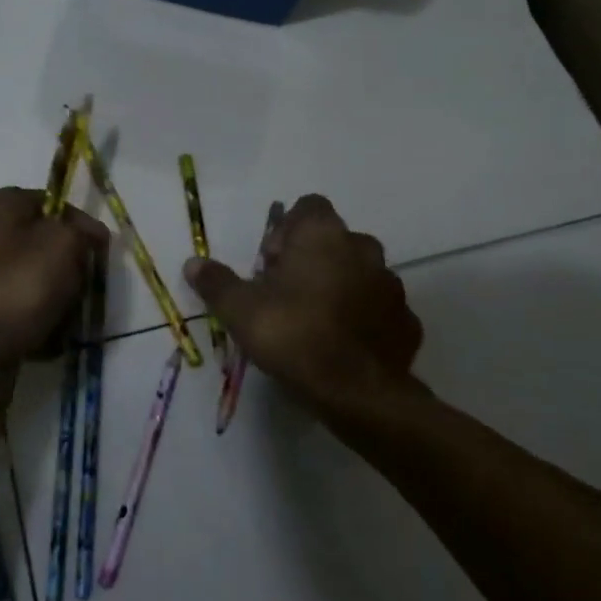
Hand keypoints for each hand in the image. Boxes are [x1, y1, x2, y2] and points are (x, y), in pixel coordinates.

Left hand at [0, 188, 107, 411]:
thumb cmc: (16, 285)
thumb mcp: (63, 243)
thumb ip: (83, 232)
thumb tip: (89, 237)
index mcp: (3, 203)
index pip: (59, 206)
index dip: (84, 229)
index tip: (100, 256)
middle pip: (53, 246)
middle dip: (72, 272)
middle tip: (75, 292)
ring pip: (45, 282)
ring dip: (61, 303)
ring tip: (60, 321)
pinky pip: (29, 312)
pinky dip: (42, 325)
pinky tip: (46, 340)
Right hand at [183, 194, 421, 411]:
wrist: (359, 393)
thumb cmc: (294, 335)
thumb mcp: (240, 309)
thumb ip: (217, 282)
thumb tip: (193, 263)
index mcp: (323, 234)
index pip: (308, 206)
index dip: (287, 230)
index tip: (271, 264)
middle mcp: (362, 248)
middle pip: (333, 239)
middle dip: (312, 259)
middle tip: (287, 294)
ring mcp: (391, 285)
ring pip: (359, 273)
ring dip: (339, 286)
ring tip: (315, 321)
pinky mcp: (407, 321)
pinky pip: (379, 309)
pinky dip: (363, 318)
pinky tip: (343, 345)